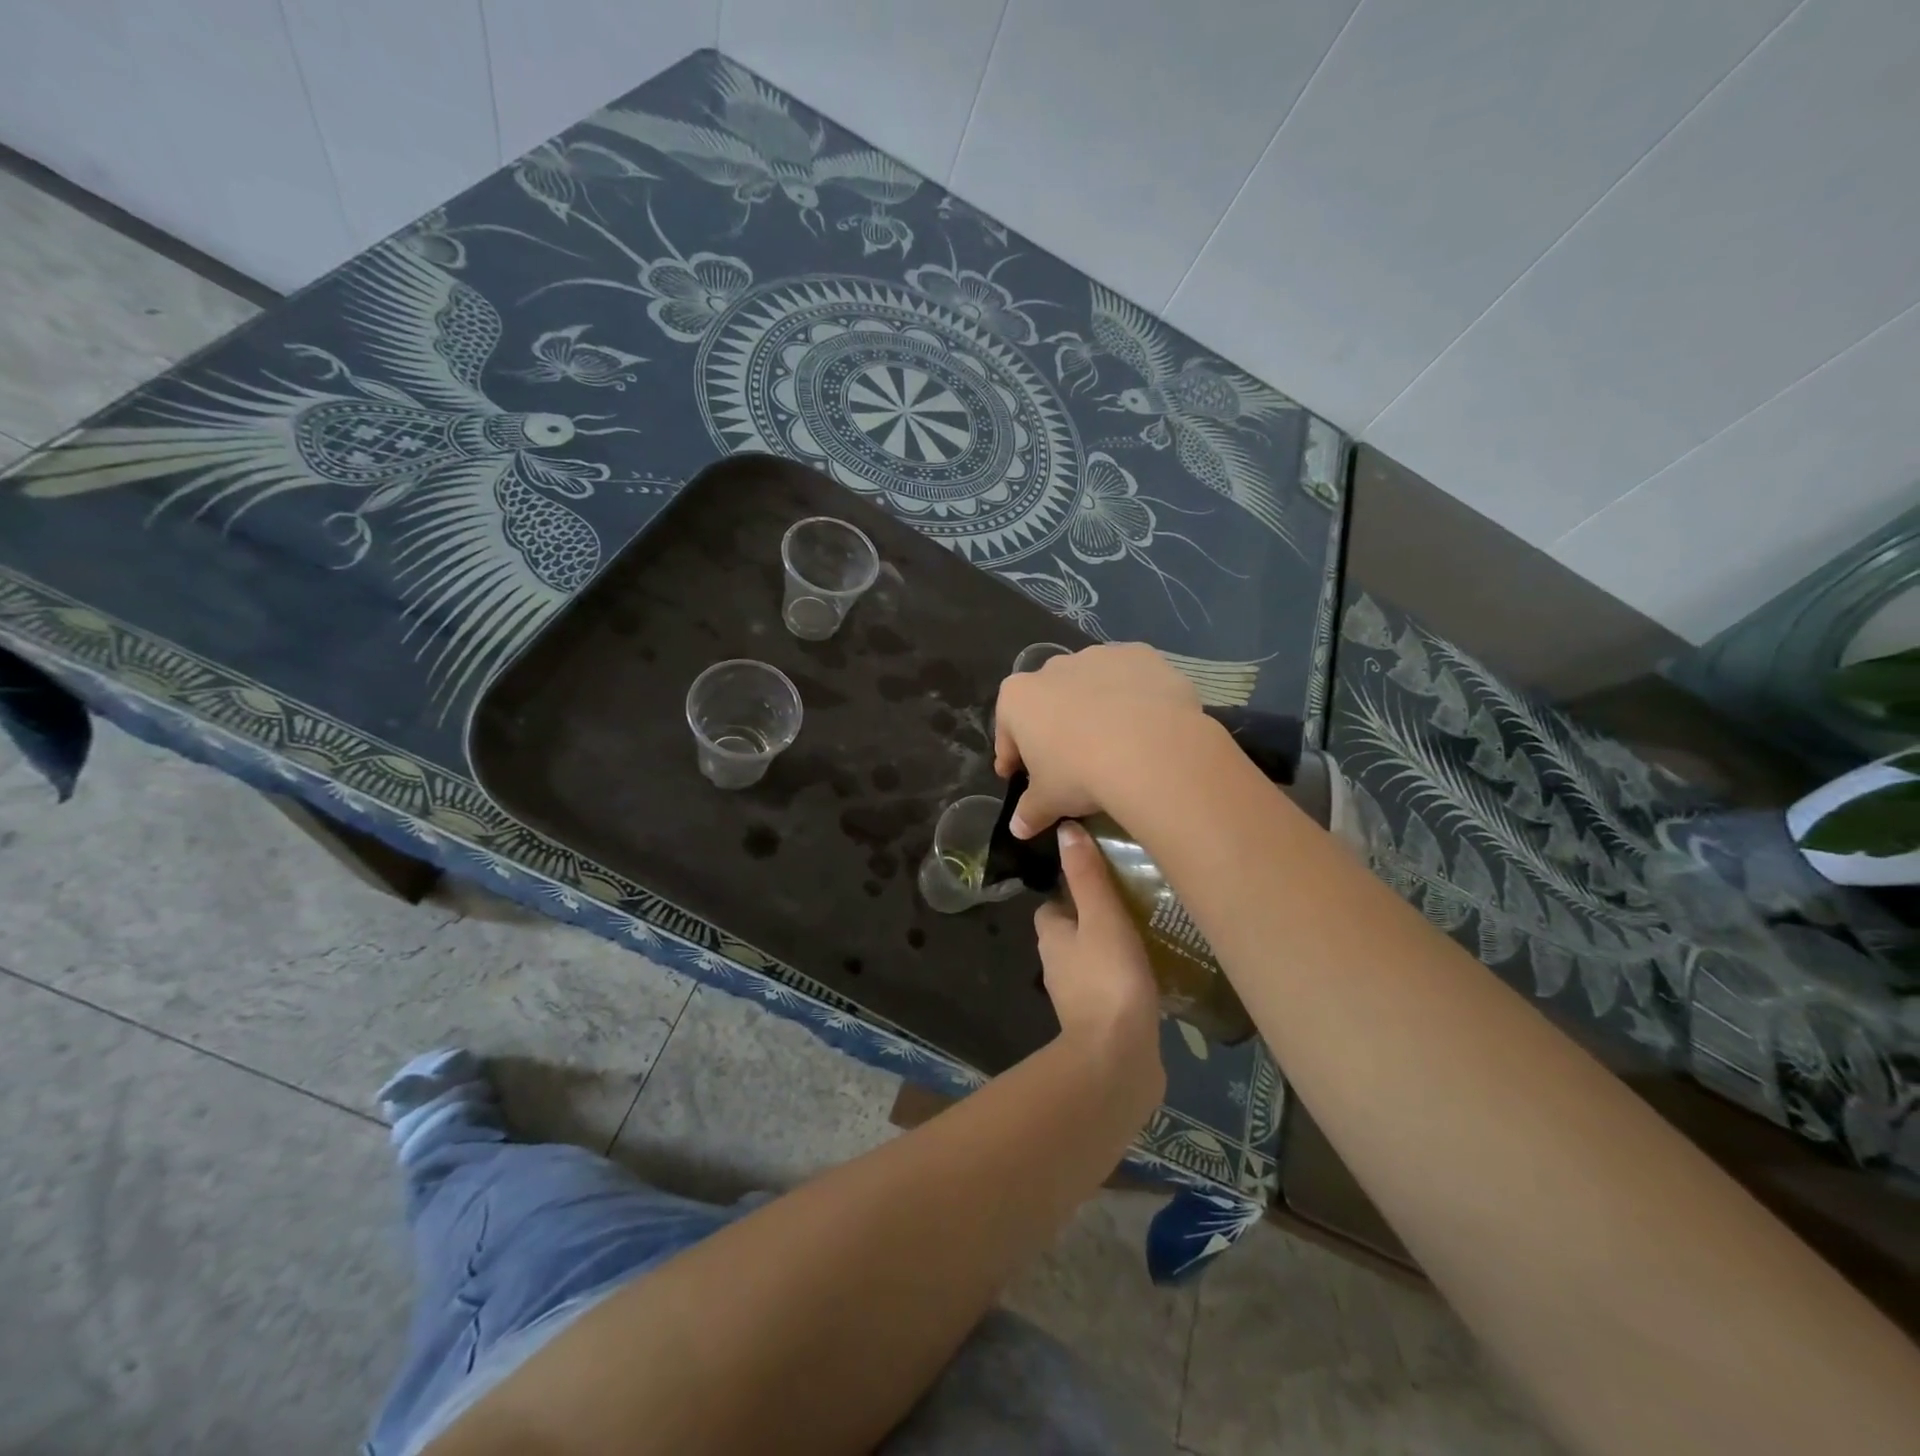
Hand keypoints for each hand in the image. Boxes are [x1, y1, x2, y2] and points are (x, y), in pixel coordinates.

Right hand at [994, 643, 1206, 837]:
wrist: (1151, 749)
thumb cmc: (1081, 773)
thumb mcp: (1049, 801)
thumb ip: (1029, 811)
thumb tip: (1018, 828)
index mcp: (1019, 698)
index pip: (1007, 731)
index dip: (1011, 756)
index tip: (1016, 775)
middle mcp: (1053, 668)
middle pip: (1047, 702)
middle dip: (1053, 727)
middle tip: (1068, 761)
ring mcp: (1098, 657)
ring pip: (1090, 685)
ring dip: (1094, 708)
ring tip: (1113, 743)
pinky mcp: (1140, 656)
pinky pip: (1130, 678)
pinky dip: (1132, 696)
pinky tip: (1145, 724)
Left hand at [1034, 821, 1163, 1094]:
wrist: (1119, 1059)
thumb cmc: (1108, 978)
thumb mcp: (1102, 916)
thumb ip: (1087, 875)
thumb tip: (1066, 829)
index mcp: (1051, 937)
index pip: (1053, 905)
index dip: (1071, 891)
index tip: (1102, 878)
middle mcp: (1057, 966)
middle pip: (1072, 932)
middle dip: (1095, 918)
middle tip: (1134, 902)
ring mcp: (1078, 998)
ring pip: (1092, 961)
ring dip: (1112, 949)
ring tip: (1150, 933)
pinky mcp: (1103, 1023)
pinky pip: (1112, 989)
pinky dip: (1125, 979)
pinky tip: (1155, 974)